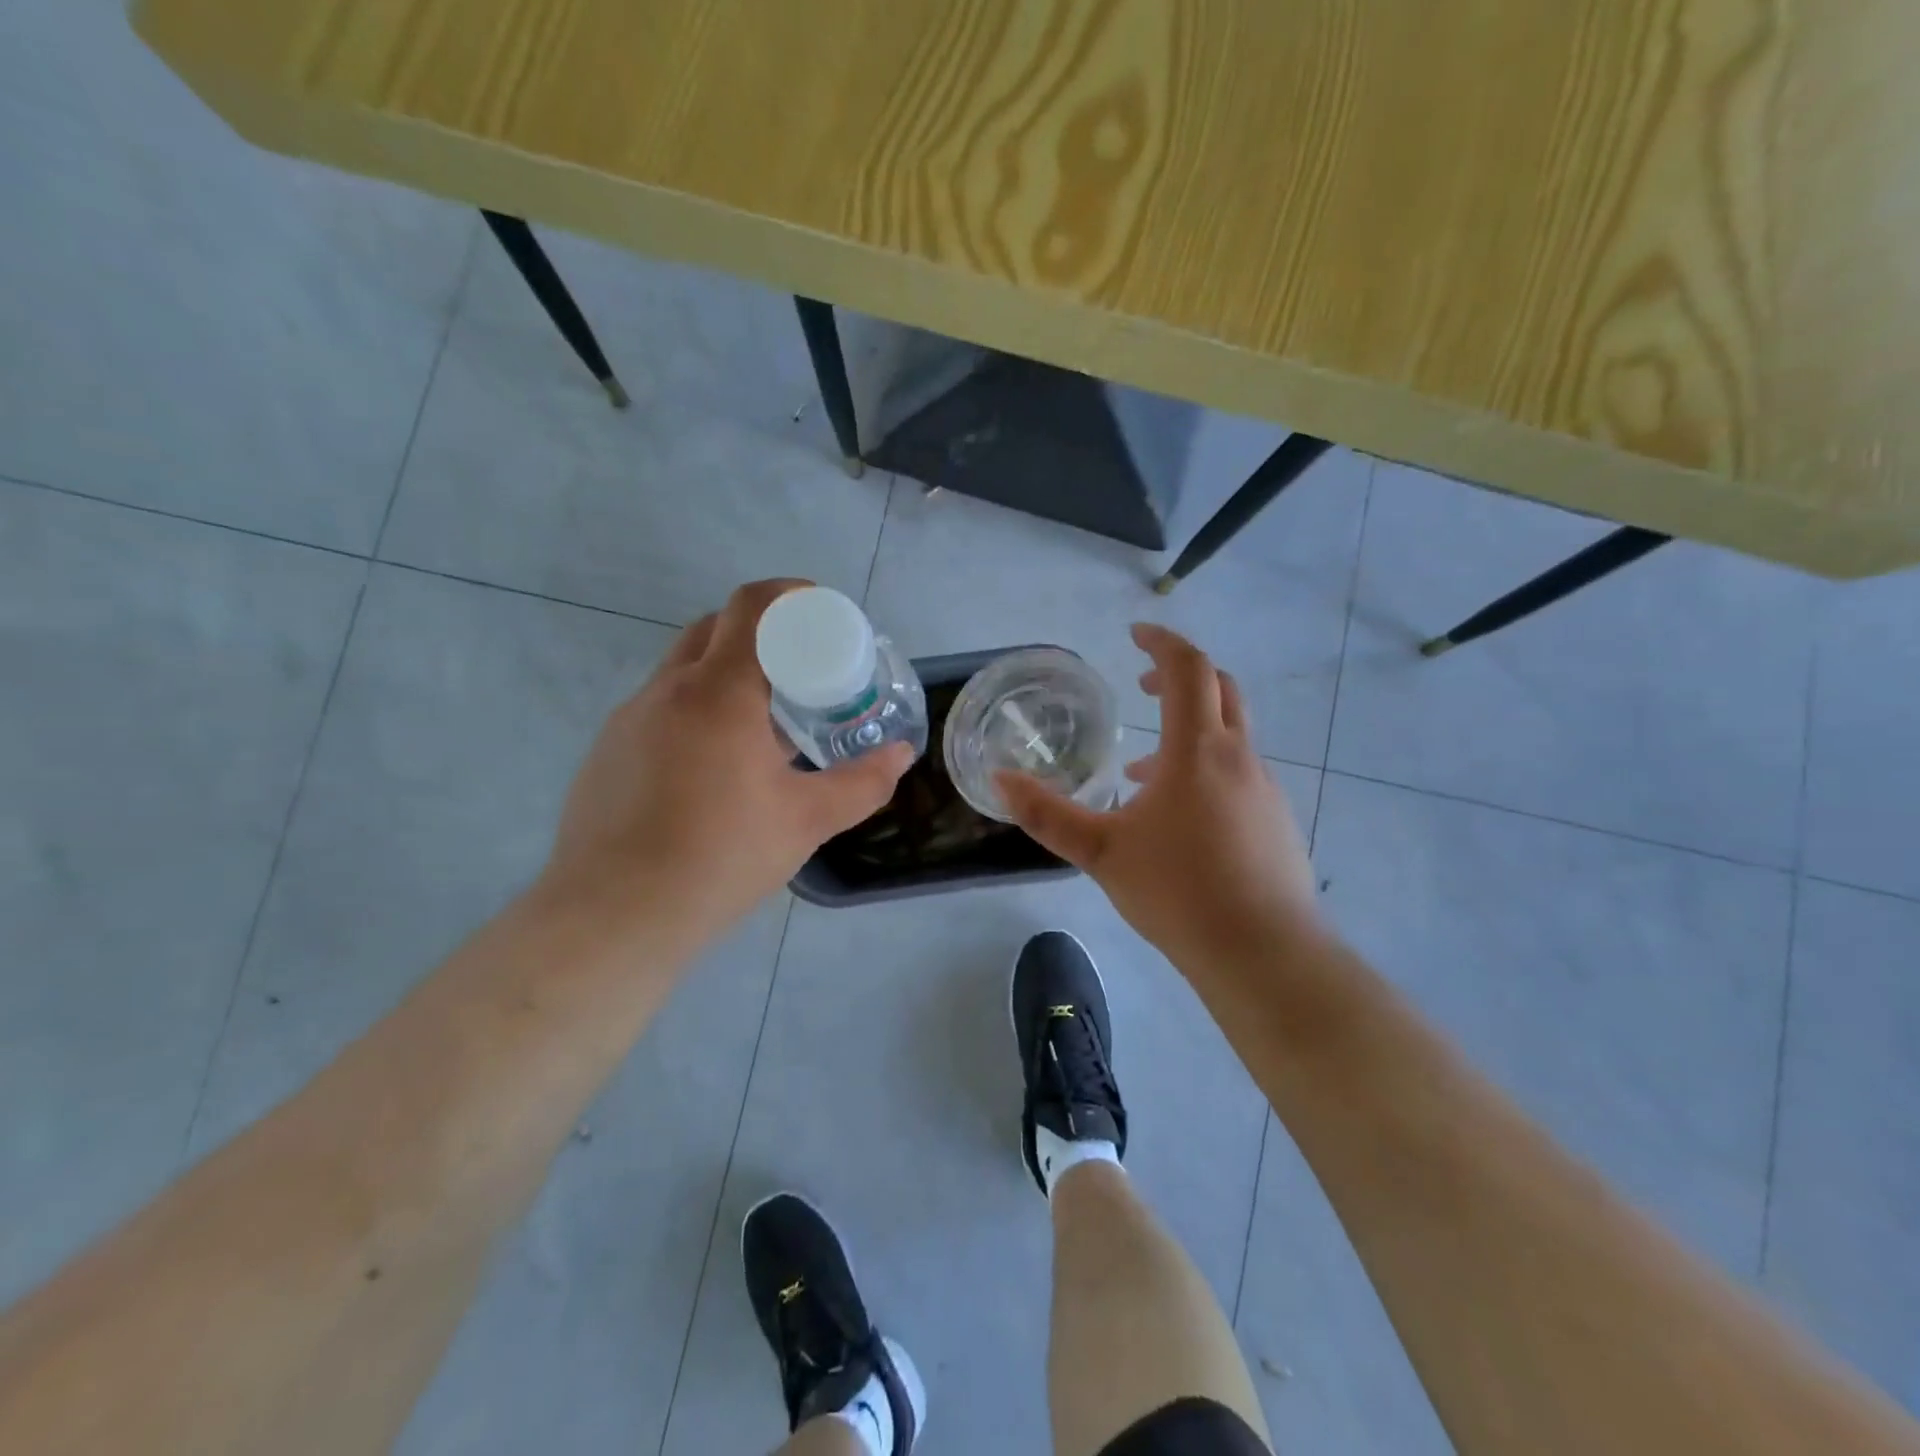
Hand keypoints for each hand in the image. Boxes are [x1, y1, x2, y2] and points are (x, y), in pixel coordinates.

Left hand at [543, 579, 911, 936]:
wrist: (615, 917)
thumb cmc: (720, 858)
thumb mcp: (806, 822)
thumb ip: (862, 783)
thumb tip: (901, 755)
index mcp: (718, 694)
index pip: (751, 607)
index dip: (790, 594)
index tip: (821, 610)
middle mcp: (667, 691)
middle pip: (714, 627)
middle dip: (761, 632)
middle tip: (799, 668)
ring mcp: (629, 719)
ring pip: (683, 669)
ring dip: (726, 673)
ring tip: (762, 722)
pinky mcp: (608, 751)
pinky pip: (660, 708)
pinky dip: (696, 710)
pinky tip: (713, 766)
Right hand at [997, 624, 1317, 973]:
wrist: (1263, 952)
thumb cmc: (1177, 892)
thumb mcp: (1100, 853)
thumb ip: (1047, 815)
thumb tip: (1001, 782)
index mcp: (1198, 750)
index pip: (1188, 669)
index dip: (1162, 643)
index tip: (1135, 634)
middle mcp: (1239, 757)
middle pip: (1220, 689)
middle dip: (1180, 677)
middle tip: (1142, 687)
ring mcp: (1265, 788)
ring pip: (1229, 736)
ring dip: (1188, 733)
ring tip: (1143, 773)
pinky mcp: (1276, 820)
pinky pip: (1239, 773)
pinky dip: (1206, 770)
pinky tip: (1178, 819)